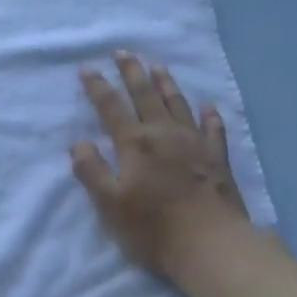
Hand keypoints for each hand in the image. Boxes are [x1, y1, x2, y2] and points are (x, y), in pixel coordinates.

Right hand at [71, 52, 248, 278]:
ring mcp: (195, 144)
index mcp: (135, 143)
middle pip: (145, 96)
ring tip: (157, 66)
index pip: (111, 107)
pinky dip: (210, 115)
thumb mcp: (109, 204)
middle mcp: (164, 134)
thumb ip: (92, 171)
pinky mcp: (218, 159)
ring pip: (178, 104)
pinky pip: (214, 129)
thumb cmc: (153, 228)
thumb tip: (79, 143)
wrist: (211, 244)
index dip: (98, 87)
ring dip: (166, 84)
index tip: (87, 68)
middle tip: (123, 52)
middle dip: (132, 72)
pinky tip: (208, 106)